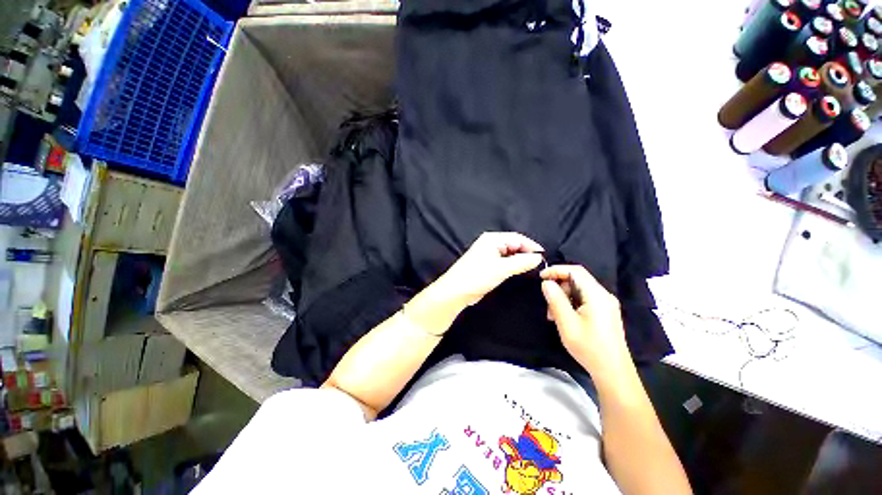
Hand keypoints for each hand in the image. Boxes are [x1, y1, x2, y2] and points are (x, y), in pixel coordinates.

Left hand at [435, 232, 544, 306]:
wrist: (456, 291)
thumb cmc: (477, 276)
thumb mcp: (502, 269)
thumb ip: (522, 262)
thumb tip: (538, 258)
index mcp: (492, 239)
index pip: (518, 238)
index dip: (532, 246)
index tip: (544, 257)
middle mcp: (490, 243)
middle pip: (514, 244)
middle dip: (526, 253)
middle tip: (540, 264)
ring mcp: (488, 254)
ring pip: (509, 254)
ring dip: (520, 260)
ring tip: (532, 268)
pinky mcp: (487, 264)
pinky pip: (504, 261)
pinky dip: (513, 265)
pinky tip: (519, 271)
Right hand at [540, 265, 633, 382]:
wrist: (613, 372)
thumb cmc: (589, 347)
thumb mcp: (567, 323)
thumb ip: (556, 300)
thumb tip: (546, 283)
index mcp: (597, 295)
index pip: (576, 271)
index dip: (556, 270)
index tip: (540, 278)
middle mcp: (603, 295)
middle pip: (577, 280)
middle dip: (559, 287)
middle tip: (548, 304)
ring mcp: (606, 304)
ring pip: (579, 290)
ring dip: (563, 297)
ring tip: (553, 315)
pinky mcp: (604, 312)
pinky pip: (584, 299)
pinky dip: (571, 304)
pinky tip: (564, 318)